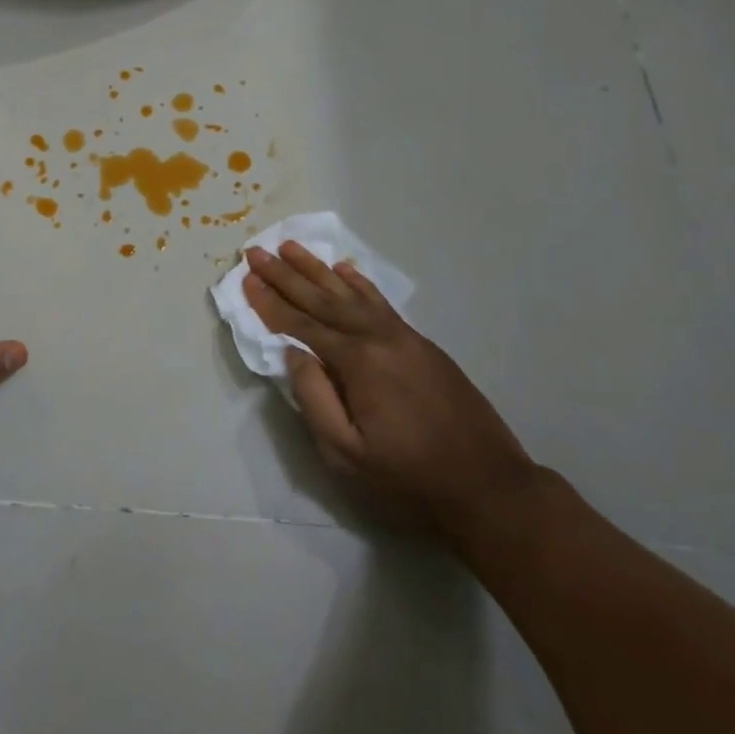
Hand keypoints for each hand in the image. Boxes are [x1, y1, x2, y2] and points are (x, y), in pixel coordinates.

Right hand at [244, 242, 536, 540]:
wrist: (489, 487)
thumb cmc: (410, 479)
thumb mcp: (348, 455)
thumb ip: (314, 399)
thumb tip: (292, 354)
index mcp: (358, 362)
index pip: (301, 325)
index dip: (270, 302)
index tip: (246, 278)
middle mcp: (378, 337)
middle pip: (322, 298)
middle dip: (286, 274)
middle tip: (257, 250)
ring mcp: (403, 336)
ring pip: (351, 293)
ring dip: (317, 269)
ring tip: (291, 246)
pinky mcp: (421, 344)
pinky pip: (381, 302)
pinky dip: (359, 283)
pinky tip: (344, 269)